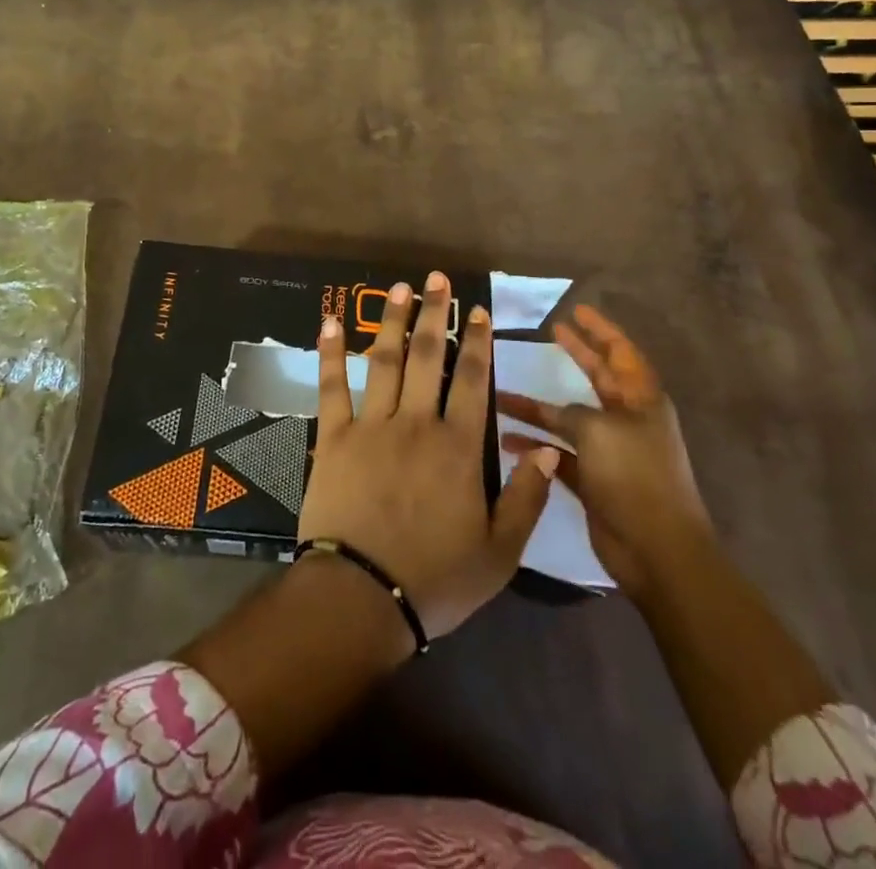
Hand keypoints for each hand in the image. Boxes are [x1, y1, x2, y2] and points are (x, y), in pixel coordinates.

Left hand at [298, 272, 559, 642]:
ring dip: (391, 320)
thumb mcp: (500, 553)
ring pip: (383, 361)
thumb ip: (526, 498)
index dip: (476, 342)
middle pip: (427, 357)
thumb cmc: (435, 579)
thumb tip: (545, 447)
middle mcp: (416, 423)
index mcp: (458, 448)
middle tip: (435, 278)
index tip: (477, 310)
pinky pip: (331, 387)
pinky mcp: (332, 438)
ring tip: (397, 288)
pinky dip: (330, 353)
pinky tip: (330, 322)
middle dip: (433, 313)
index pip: (473, 380)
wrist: (362, 598)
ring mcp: (370, 426)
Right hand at [498, 304, 712, 598]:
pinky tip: (506, 440)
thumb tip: (555, 412)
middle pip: (598, 378)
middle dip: (576, 354)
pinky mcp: (594, 480)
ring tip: (503, 393)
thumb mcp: (598, 430)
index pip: (621, 352)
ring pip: (571, 417)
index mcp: (641, 400)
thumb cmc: (634, 476)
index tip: (576, 309)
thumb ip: (571, 412)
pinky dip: (536, 445)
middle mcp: (628, 420)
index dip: (600, 329)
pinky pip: (560, 452)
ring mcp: (611, 451)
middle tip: (552, 331)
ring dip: (540, 407)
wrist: (657, 550)